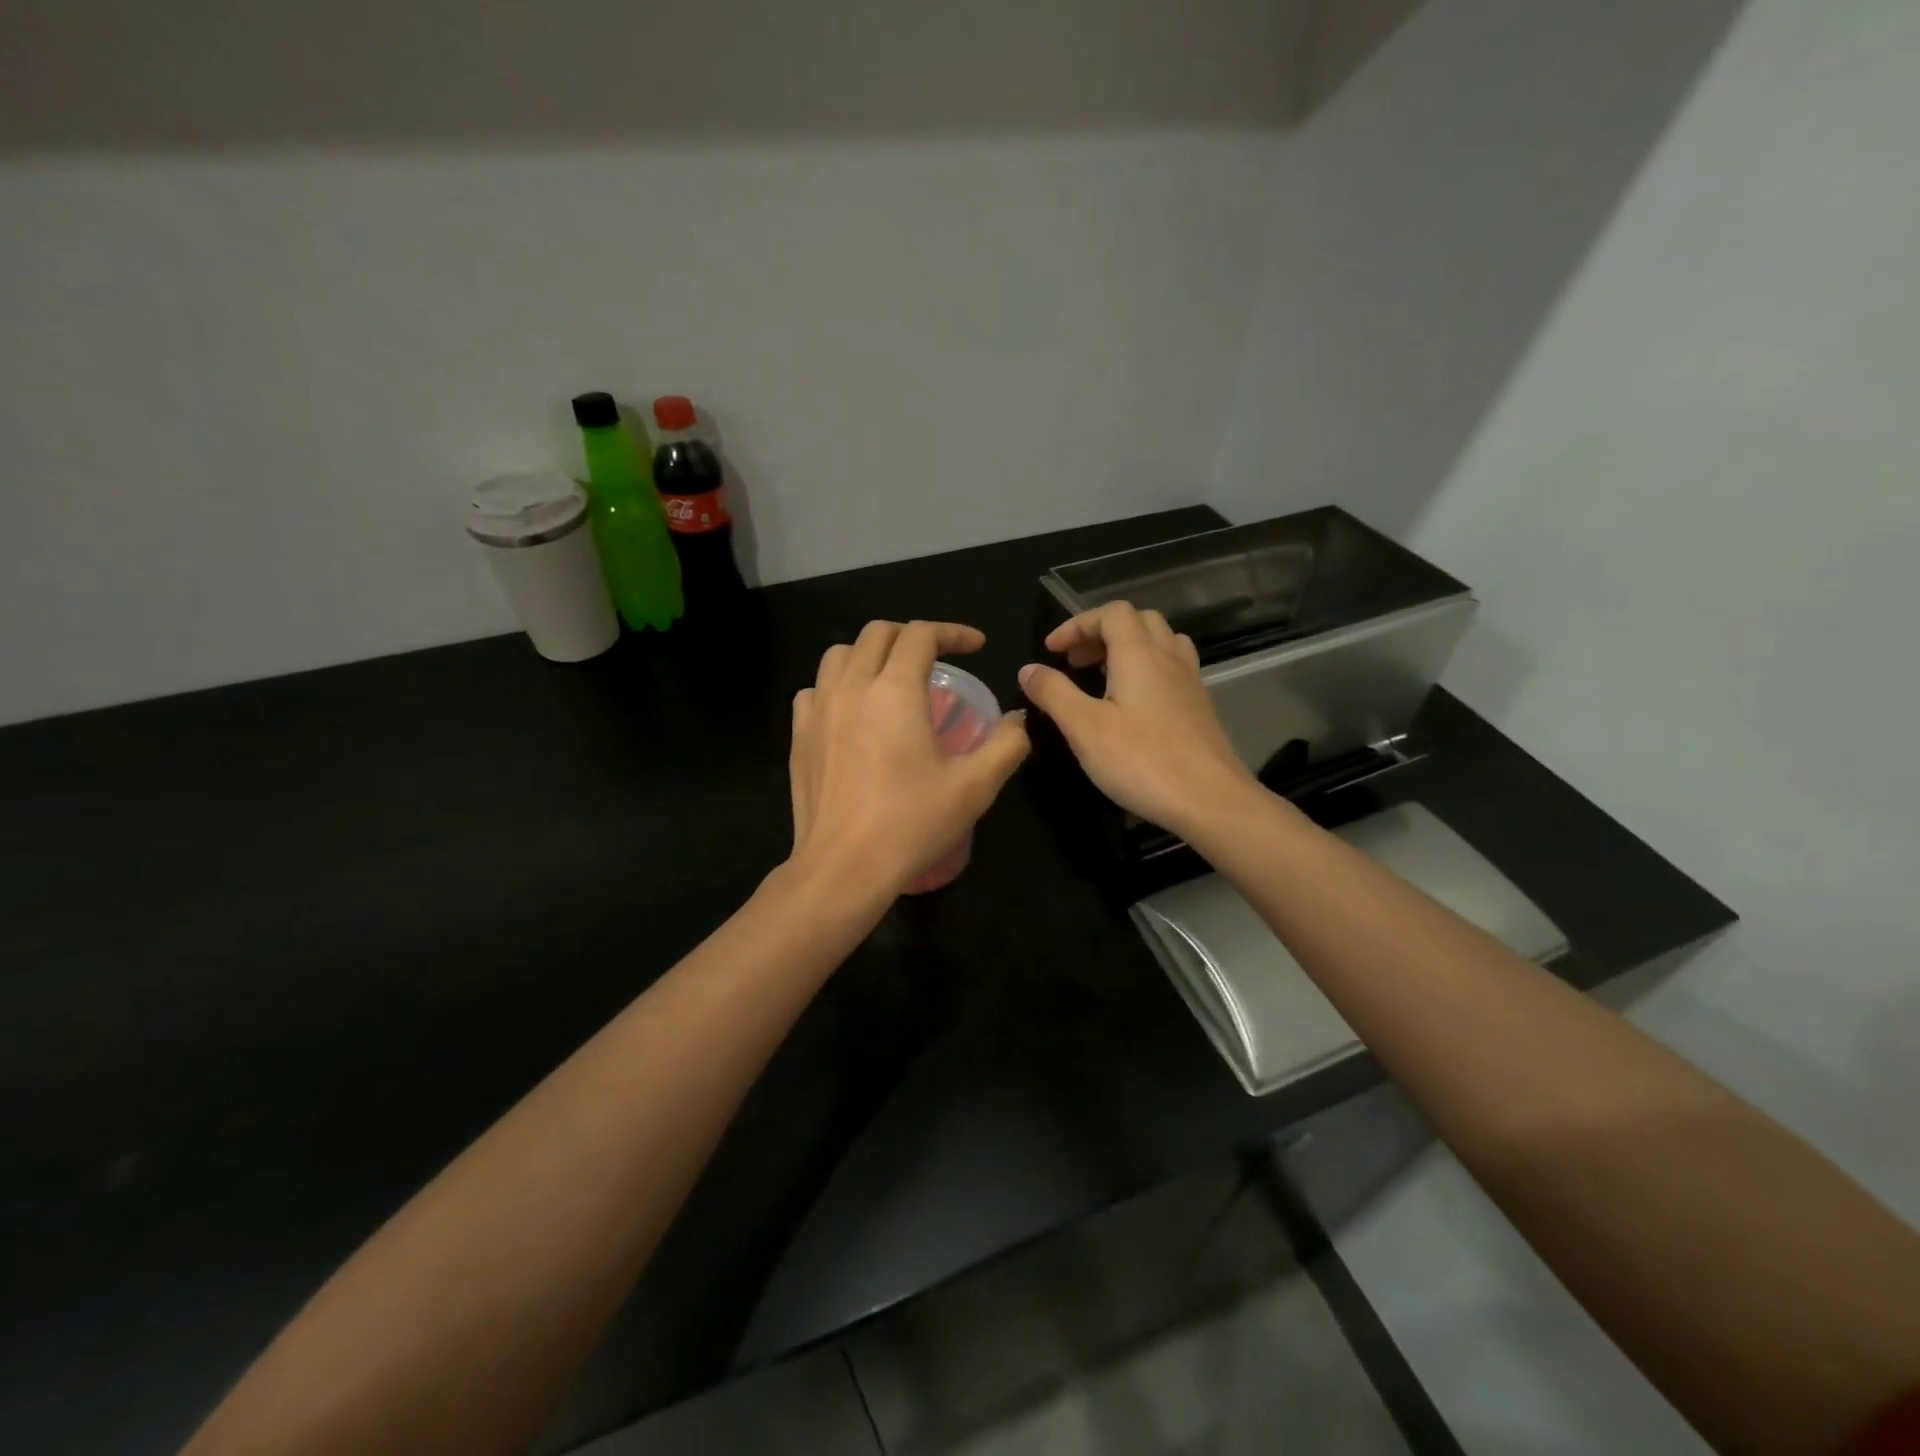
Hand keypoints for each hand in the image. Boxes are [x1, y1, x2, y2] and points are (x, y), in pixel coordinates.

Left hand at [789, 620, 1029, 896]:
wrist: (843, 868)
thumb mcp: (975, 787)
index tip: (976, 646)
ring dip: (870, 654)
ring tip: (891, 678)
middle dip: (912, 635)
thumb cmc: (911, 824)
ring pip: (839, 655)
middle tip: (937, 658)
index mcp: (894, 691)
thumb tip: (1018, 719)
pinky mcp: (799, 736)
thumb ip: (1006, 745)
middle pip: (877, 633)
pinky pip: (814, 690)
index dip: (953, 632)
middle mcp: (852, 688)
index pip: (921, 635)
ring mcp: (818, 711)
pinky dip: (836, 686)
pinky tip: (852, 712)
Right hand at [1019, 601, 1257, 838]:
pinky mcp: (1200, 707)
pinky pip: (1173, 668)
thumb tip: (1029, 669)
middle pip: (1139, 621)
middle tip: (1075, 661)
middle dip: (1102, 632)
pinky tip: (1134, 703)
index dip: (1077, 624)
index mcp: (1139, 655)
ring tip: (1104, 674)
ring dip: (1129, 647)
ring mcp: (1190, 682)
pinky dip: (1148, 670)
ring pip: (1162, 642)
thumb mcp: (1084, 728)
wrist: (1210, 800)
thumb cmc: (1142, 761)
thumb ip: (1054, 693)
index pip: (1111, 614)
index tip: (1052, 651)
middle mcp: (1169, 658)